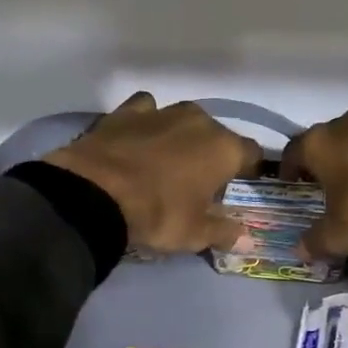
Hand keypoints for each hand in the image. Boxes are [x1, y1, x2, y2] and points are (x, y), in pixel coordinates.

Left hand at [44, 93, 262, 253]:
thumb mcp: (195, 234)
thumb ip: (223, 232)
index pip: (252, 154)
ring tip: (166, 161)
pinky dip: (147, 122)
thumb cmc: (158, 213)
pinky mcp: (126, 111)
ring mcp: (162, 111)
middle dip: (212, 154)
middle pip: (217, 135)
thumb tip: (244, 237)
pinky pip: (146, 110)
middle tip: (198, 181)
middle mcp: (199, 121)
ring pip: (182, 120)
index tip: (239, 186)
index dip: (248, 171)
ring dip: (181, 136)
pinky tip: (138, 139)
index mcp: (224, 148)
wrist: (95, 194)